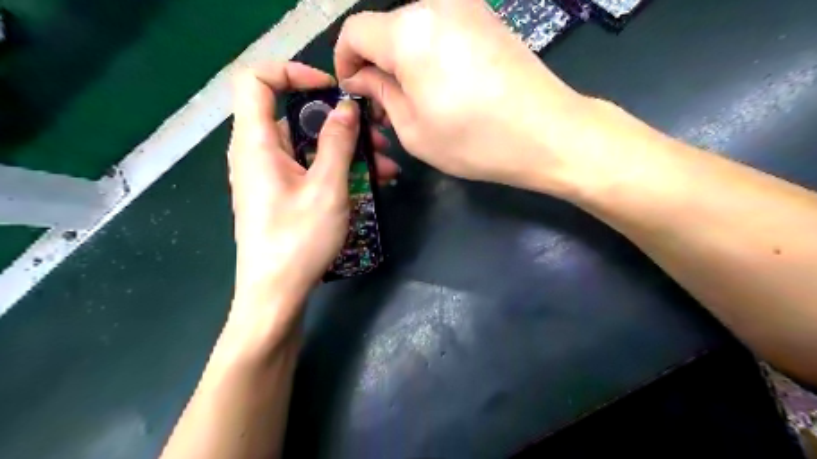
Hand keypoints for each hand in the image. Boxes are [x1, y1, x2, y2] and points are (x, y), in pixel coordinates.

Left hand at [225, 61, 399, 335]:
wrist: (276, 294)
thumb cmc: (298, 240)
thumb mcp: (326, 188)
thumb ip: (336, 142)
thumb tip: (345, 108)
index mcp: (256, 143)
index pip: (257, 81)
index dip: (293, 73)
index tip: (332, 90)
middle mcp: (258, 153)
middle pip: (295, 117)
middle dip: (340, 123)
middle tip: (378, 137)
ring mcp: (271, 176)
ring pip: (310, 147)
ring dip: (347, 151)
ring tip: (386, 168)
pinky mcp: (282, 195)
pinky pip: (310, 169)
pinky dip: (338, 170)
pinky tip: (372, 183)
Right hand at [337, 0, 594, 191]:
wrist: (547, 133)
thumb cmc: (474, 139)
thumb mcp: (413, 129)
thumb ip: (380, 94)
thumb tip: (362, 78)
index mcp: (409, 31)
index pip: (355, 31)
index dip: (345, 61)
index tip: (353, 90)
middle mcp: (436, 6)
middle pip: (386, 28)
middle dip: (377, 63)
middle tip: (386, 104)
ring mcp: (468, 8)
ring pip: (415, 29)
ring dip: (404, 60)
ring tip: (416, 99)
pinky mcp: (488, 19)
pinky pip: (443, 31)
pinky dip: (430, 54)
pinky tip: (444, 86)